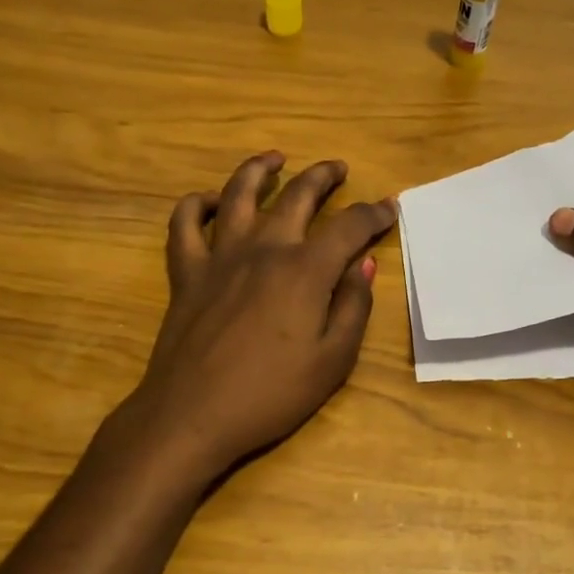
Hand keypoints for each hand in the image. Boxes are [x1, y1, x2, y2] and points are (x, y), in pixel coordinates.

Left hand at [124, 152, 395, 478]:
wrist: (192, 415)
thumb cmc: (270, 395)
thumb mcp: (332, 361)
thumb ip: (353, 307)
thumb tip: (364, 265)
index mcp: (305, 271)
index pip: (349, 227)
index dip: (373, 215)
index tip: (389, 209)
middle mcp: (264, 250)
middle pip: (297, 196)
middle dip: (323, 177)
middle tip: (338, 168)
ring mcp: (220, 257)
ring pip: (238, 194)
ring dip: (259, 169)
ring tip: (275, 158)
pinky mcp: (186, 273)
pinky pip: (185, 225)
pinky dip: (197, 205)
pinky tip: (211, 201)